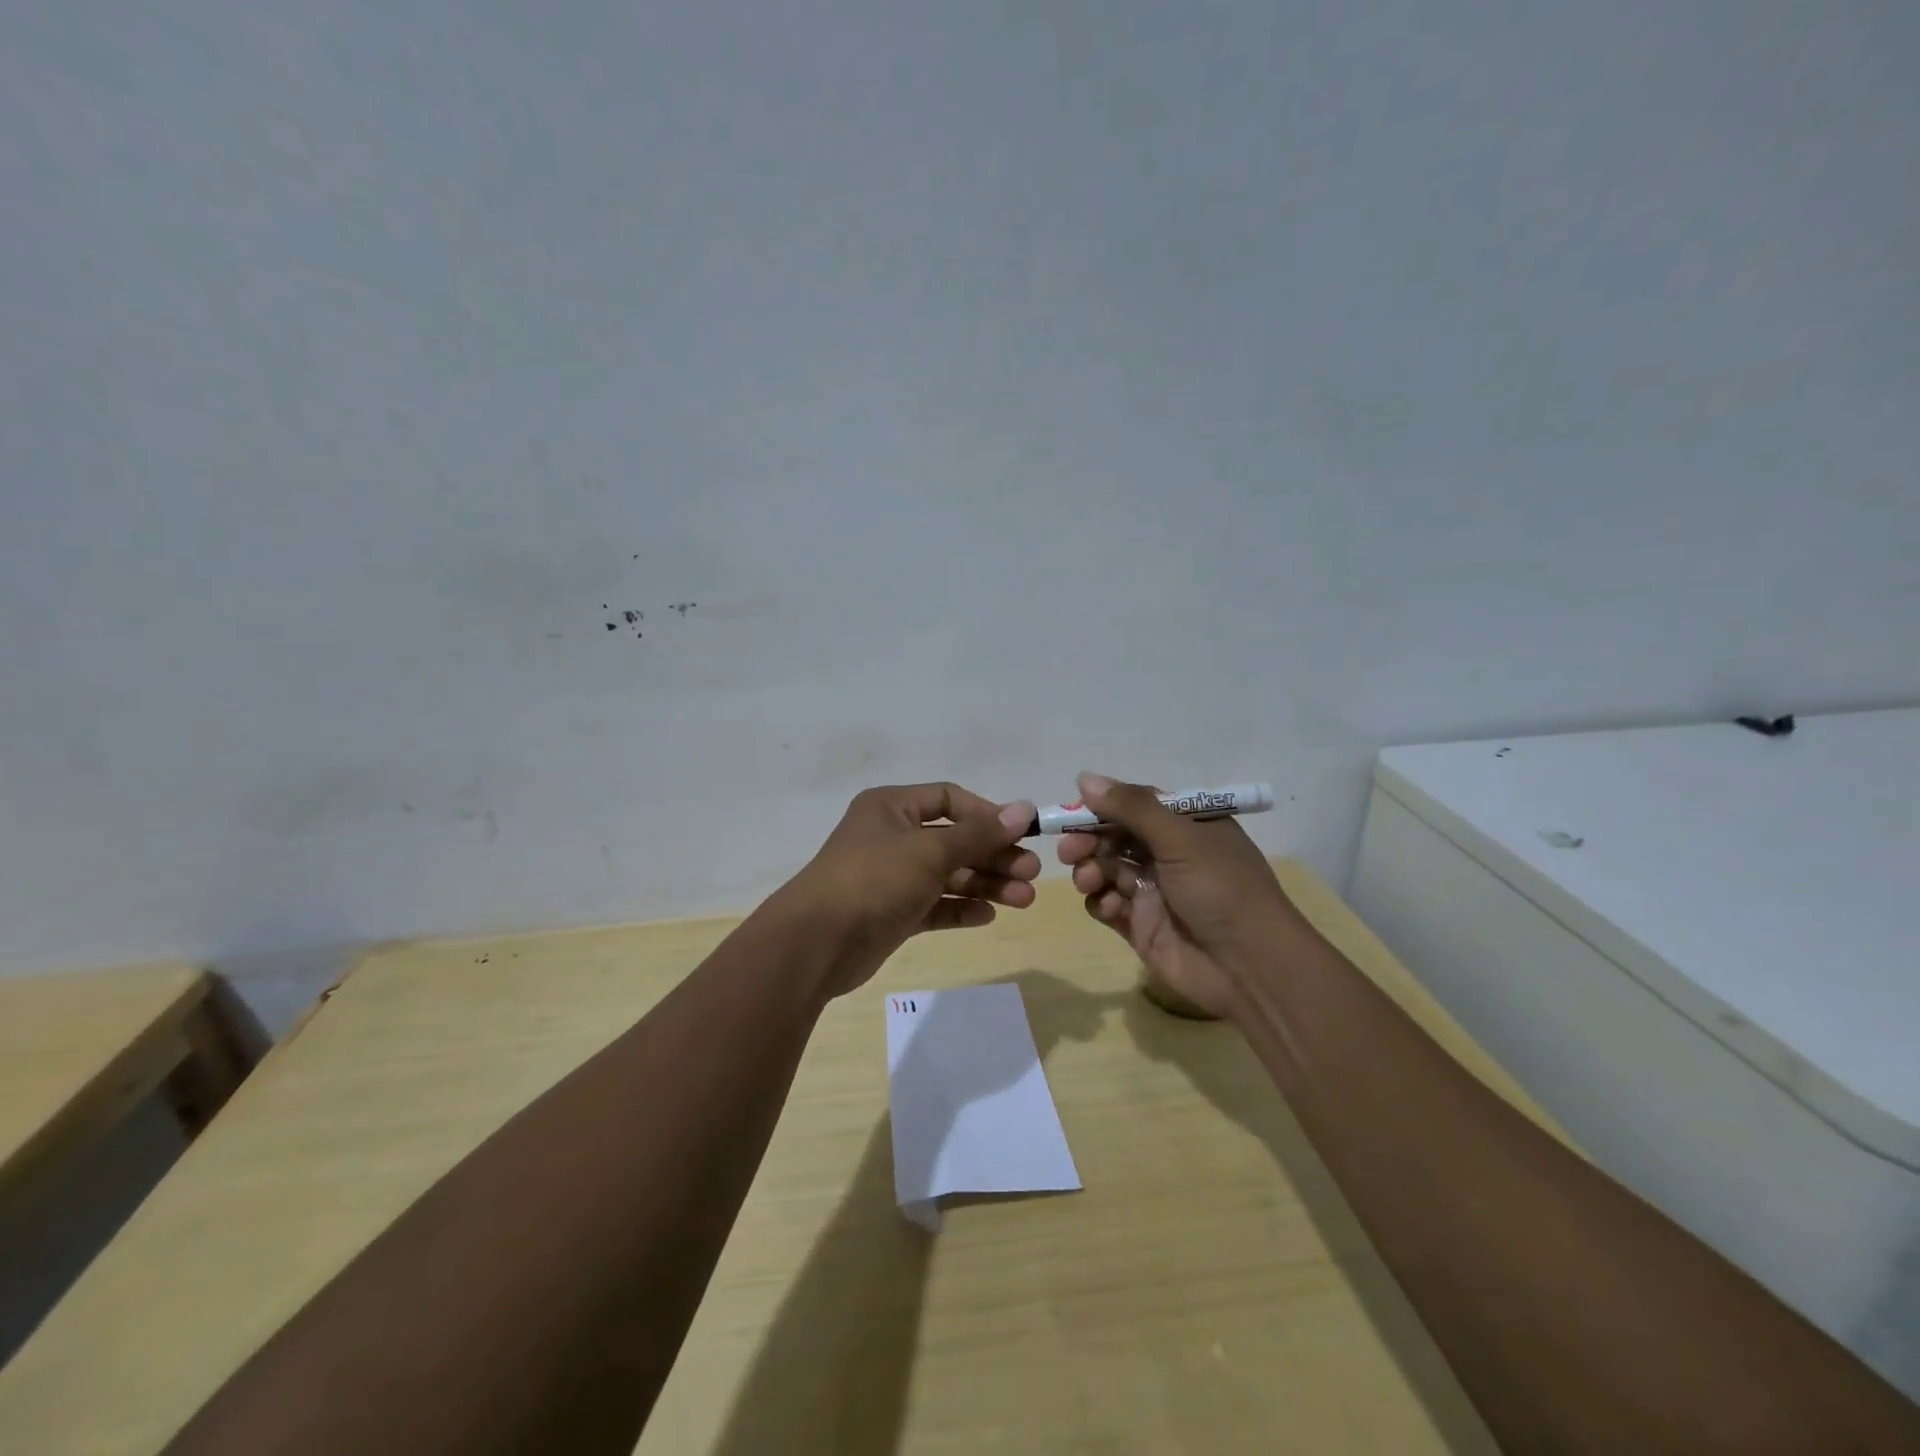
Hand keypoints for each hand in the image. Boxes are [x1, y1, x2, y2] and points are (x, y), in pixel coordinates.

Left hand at [781, 783, 1039, 996]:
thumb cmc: (874, 879)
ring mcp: (891, 877)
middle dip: (993, 856)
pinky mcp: (892, 913)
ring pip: (947, 875)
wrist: (816, 943)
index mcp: (892, 808)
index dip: (986, 815)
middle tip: (1032, 874)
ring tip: (1024, 900)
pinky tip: (988, 915)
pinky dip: (960, 908)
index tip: (1020, 833)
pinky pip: (934, 905)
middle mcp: (891, 837)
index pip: (949, 799)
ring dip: (985, 885)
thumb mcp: (930, 851)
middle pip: (954, 840)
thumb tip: (1024, 808)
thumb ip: (979, 834)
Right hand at [1058, 772, 1301, 1018]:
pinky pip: (1107, 904)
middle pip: (1114, 836)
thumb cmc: (1221, 889)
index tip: (1072, 812)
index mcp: (1186, 826)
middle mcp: (1168, 854)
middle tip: (1069, 850)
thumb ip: (1132, 807)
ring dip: (1090, 870)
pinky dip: (1100, 901)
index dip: (1102, 807)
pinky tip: (1110, 907)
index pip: (1134, 805)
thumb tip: (1084, 778)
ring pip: (1105, 869)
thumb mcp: (1180, 838)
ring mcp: (1153, 890)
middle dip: (1088, 839)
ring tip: (1088, 880)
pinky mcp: (1140, 924)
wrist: (1249, 967)